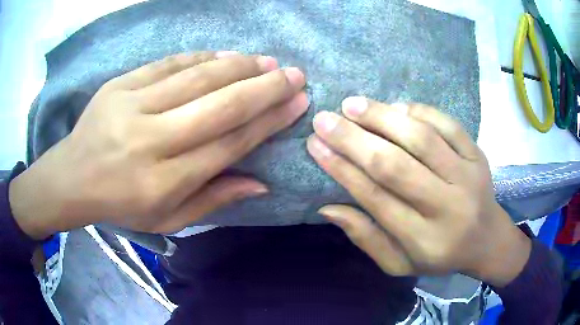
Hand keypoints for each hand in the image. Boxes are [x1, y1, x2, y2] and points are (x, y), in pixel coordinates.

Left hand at [10, 51, 307, 238]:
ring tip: (267, 61)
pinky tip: (225, 54)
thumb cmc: (121, 204)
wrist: (72, 177)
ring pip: (197, 77)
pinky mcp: (119, 85)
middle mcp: (151, 141)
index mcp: (165, 181)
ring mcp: (132, 106)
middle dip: (264, 87)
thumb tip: (261, 183)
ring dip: (239, 66)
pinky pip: (168, 64)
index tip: (296, 104)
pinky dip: (202, 57)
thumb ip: (214, 200)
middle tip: (295, 75)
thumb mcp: (167, 220)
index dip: (268, 122)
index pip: (229, 144)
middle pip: (219, 106)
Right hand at [308, 98, 530, 286]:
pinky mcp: (478, 156)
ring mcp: (467, 176)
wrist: (488, 240)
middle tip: (325, 119)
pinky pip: (448, 125)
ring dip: (384, 117)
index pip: (377, 198)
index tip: (316, 145)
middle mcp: (448, 206)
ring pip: (422, 139)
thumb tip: (327, 207)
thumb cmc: (441, 256)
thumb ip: (366, 238)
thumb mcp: (399, 264)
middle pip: (397, 166)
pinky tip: (396, 106)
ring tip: (353, 105)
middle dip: (355, 140)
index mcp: (424, 240)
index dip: (343, 169)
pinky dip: (419, 111)